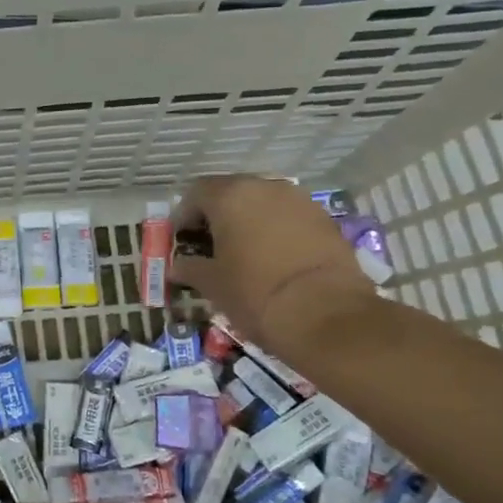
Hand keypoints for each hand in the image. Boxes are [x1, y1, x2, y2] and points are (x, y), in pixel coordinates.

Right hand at [170, 175, 374, 355]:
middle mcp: (265, 187)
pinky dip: (276, 230)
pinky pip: (289, 217)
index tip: (181, 238)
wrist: (326, 315)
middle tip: (209, 242)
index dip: (184, 215)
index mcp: (230, 197)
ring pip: (263, 203)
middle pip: (232, 192)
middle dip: (217, 214)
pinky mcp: (325, 220)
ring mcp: (299, 201)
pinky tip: (273, 257)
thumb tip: (177, 267)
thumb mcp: (212, 284)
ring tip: (243, 250)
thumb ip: (190, 268)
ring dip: (249, 220)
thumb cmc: (255, 293)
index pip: (196, 192)